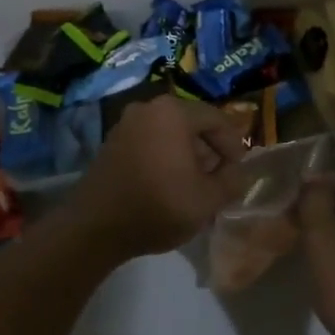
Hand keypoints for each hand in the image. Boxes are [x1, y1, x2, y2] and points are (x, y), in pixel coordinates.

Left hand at [58, 96, 248, 258]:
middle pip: (192, 123)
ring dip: (187, 155)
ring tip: (195, 185)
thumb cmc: (158, 206)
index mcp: (173, 112)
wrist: (95, 226)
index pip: (217, 119)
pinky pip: (149, 141)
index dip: (234, 145)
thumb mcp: (208, 199)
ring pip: (169, 133)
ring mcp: (126, 123)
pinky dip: (164, 157)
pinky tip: (168, 184)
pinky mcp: (112, 142)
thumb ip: (232, 181)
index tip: (239, 172)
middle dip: (210, 150)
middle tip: (219, 179)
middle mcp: (148, 108)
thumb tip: (238, 172)